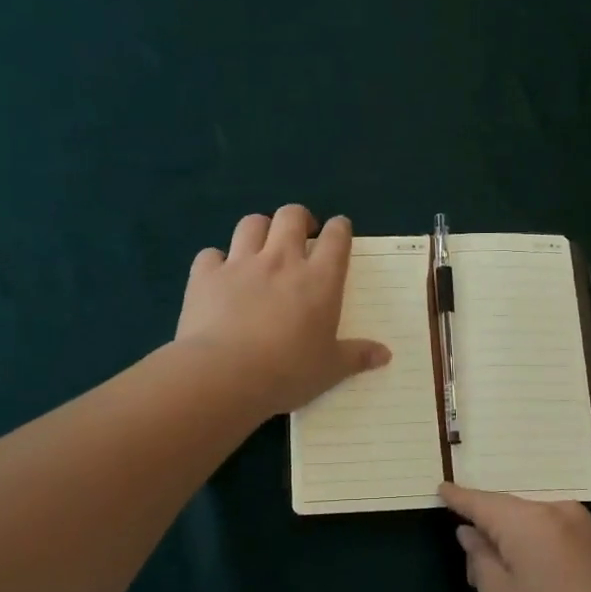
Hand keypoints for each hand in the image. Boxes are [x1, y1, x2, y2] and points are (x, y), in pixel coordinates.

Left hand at [175, 205, 391, 415]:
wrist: (224, 375)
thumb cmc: (288, 372)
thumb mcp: (330, 369)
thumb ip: (357, 356)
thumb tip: (385, 354)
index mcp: (319, 280)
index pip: (336, 237)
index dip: (339, 228)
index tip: (339, 231)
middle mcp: (281, 260)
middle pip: (291, 216)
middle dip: (299, 218)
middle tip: (301, 235)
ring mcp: (240, 264)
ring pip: (251, 224)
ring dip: (259, 229)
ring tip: (261, 246)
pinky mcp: (205, 276)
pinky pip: (210, 254)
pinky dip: (216, 261)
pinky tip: (218, 276)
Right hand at [440, 483, 590, 591]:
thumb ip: (480, 558)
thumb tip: (471, 533)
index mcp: (527, 520)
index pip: (482, 502)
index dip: (459, 498)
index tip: (441, 488)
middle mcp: (555, 510)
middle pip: (508, 512)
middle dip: (487, 532)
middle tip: (474, 574)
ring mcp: (581, 523)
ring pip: (531, 522)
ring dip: (512, 542)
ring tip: (504, 581)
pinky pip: (553, 531)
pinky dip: (535, 545)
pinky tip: (534, 577)